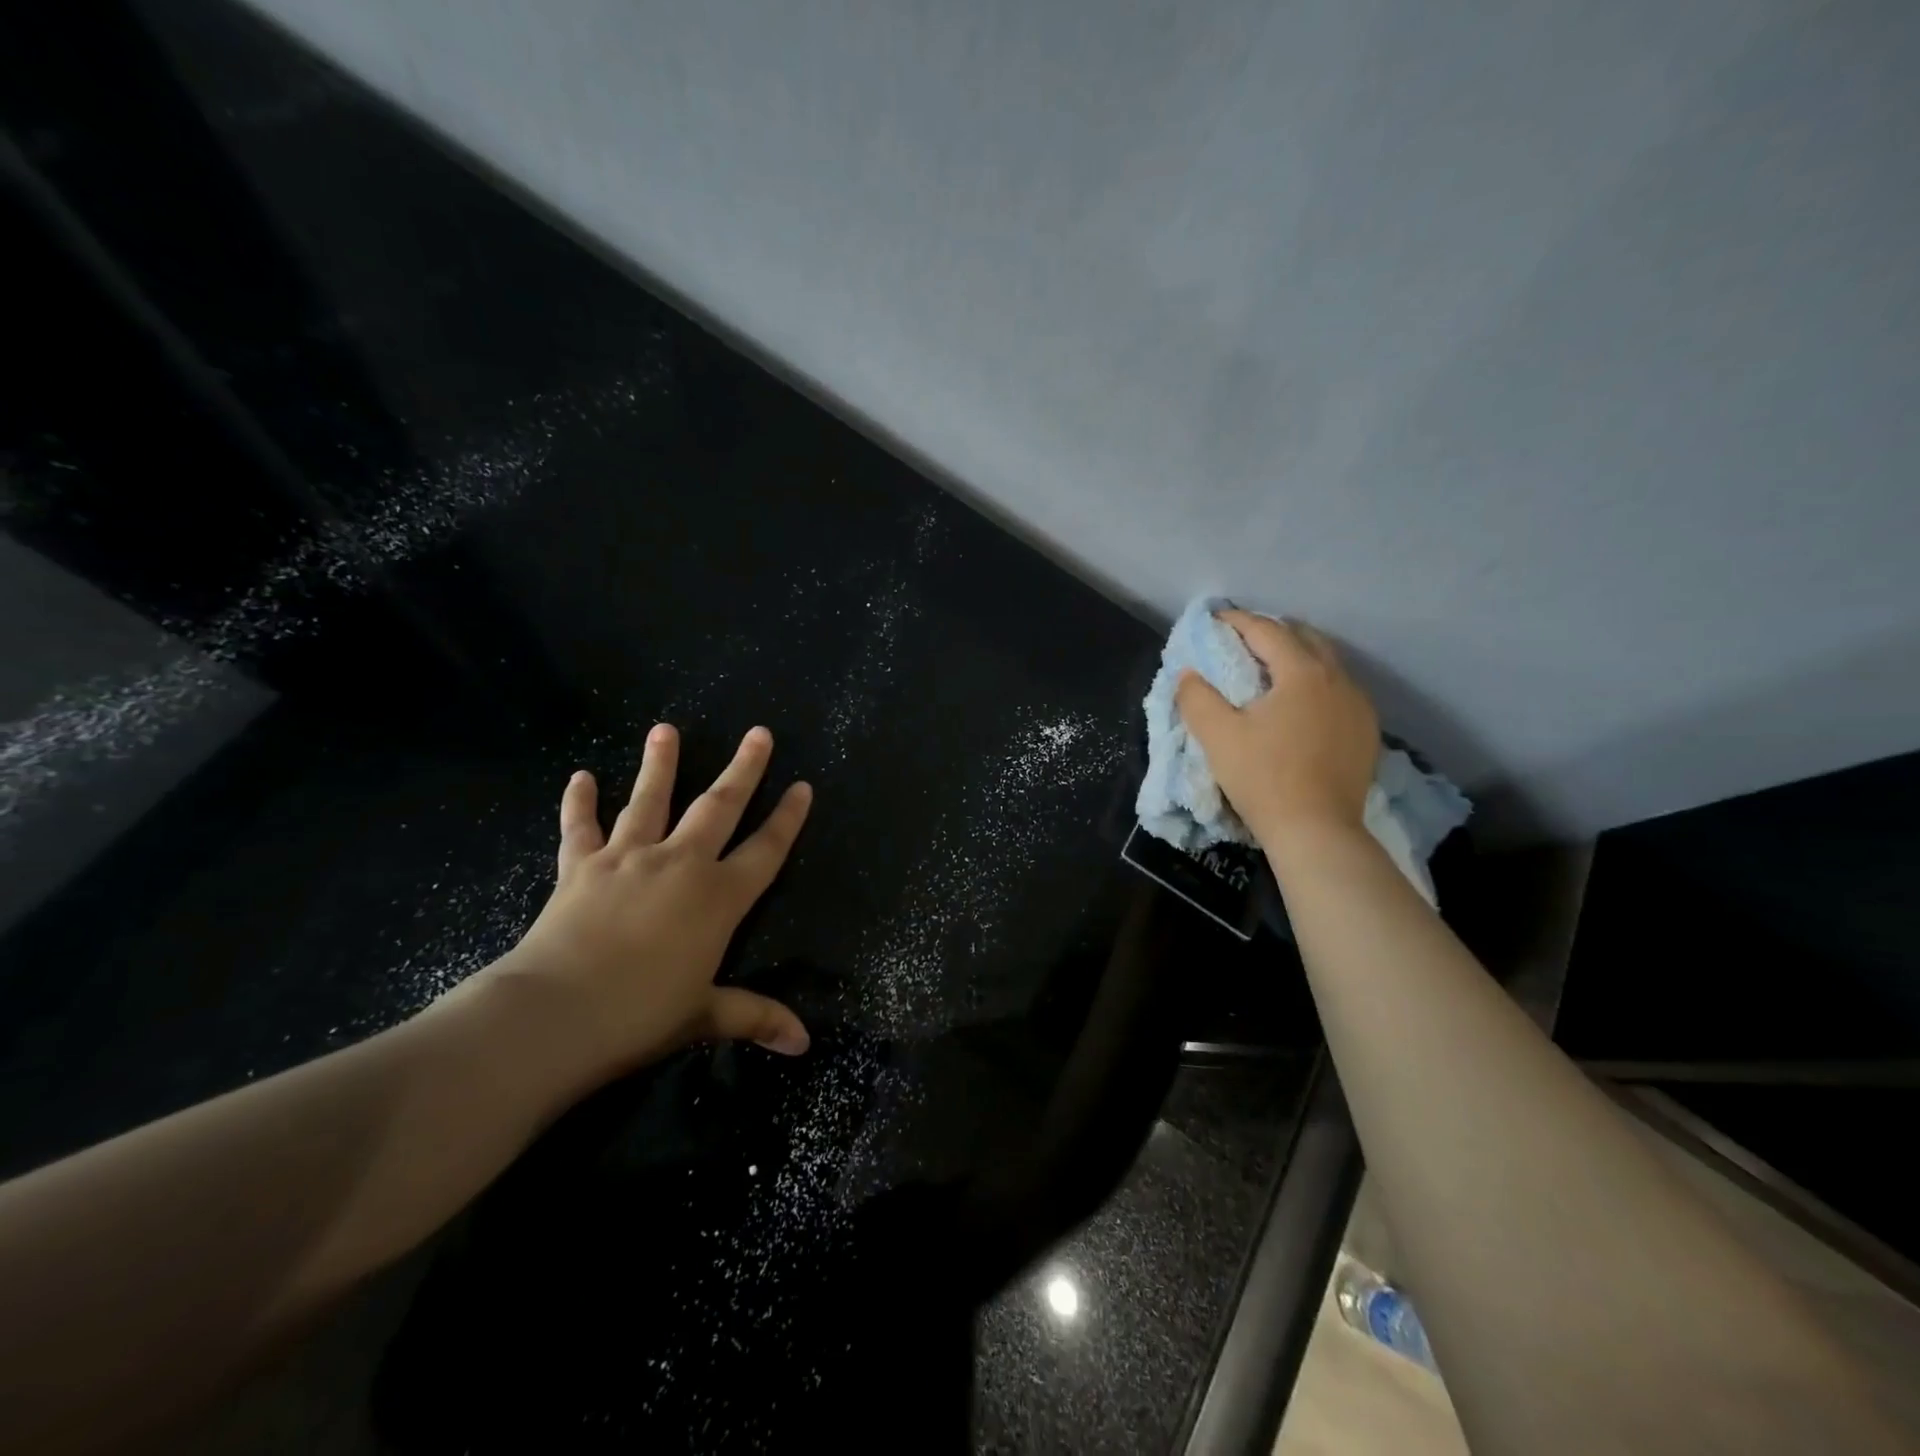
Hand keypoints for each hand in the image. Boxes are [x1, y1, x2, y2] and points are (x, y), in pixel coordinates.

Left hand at [485, 723, 812, 1084]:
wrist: (554, 1016)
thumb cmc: (640, 1016)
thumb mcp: (705, 1016)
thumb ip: (755, 1017)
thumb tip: (804, 1044)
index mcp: (718, 897)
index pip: (766, 849)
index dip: (788, 819)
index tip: (802, 786)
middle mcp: (681, 864)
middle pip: (720, 807)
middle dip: (744, 769)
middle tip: (759, 733)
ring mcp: (629, 859)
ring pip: (651, 801)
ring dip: (660, 765)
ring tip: (664, 729)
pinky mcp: (581, 868)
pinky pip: (580, 828)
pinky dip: (579, 803)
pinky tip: (580, 777)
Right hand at [1175, 611, 1379, 848]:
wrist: (1317, 831)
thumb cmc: (1264, 778)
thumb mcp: (1217, 736)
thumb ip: (1197, 698)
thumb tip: (1189, 674)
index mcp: (1302, 673)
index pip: (1267, 631)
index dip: (1238, 621)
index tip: (1215, 620)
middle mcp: (1338, 679)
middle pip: (1305, 638)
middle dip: (1272, 631)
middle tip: (1243, 639)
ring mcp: (1358, 706)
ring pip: (1327, 663)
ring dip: (1298, 656)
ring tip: (1271, 668)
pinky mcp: (1366, 732)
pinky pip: (1339, 690)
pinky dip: (1316, 683)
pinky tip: (1300, 704)